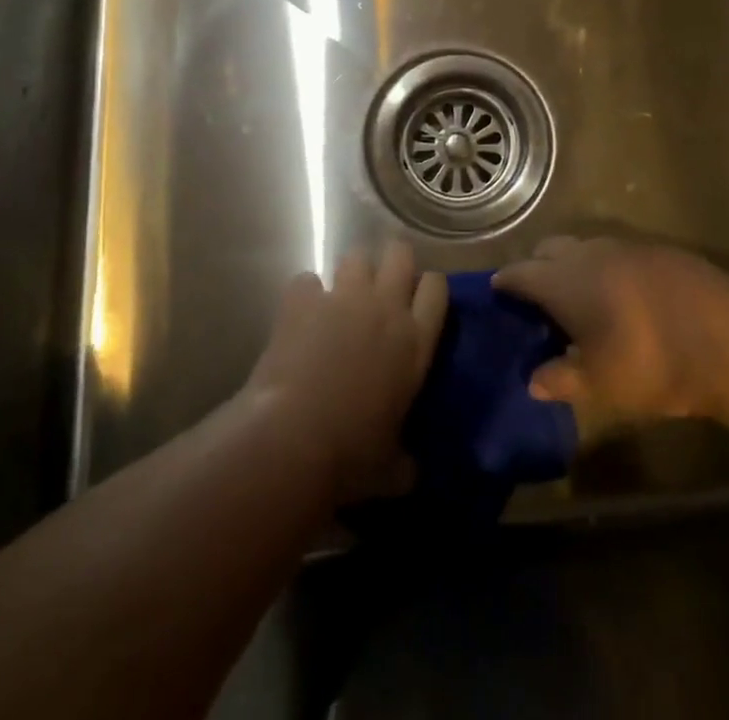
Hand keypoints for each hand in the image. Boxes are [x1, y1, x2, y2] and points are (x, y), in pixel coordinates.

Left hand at [243, 243, 447, 504]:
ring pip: (356, 257)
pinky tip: (300, 316)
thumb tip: (412, 474)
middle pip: (400, 254)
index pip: (437, 288)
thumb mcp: (390, 470)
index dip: (429, 288)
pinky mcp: (302, 301)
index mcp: (415, 342)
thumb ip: (406, 463)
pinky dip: (305, 295)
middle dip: (393, 262)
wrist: (291, 440)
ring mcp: (343, 298)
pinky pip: (307, 281)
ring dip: (351, 274)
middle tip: (383, 287)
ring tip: (342, 298)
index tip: (420, 301)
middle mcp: (385, 308)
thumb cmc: (350, 457)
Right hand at [492, 235, 727, 421]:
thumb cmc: (651, 363)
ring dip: (574, 266)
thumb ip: (563, 379)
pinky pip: (618, 252)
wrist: (728, 337)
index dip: (506, 282)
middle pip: (550, 249)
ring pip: (585, 247)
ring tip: (580, 299)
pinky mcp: (659, 250)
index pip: (521, 272)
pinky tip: (622, 296)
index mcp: (564, 281)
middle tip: (538, 299)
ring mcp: (626, 246)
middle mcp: (589, 253)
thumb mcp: (602, 384)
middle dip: (538, 267)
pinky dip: (607, 268)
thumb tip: (534, 381)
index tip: (498, 292)